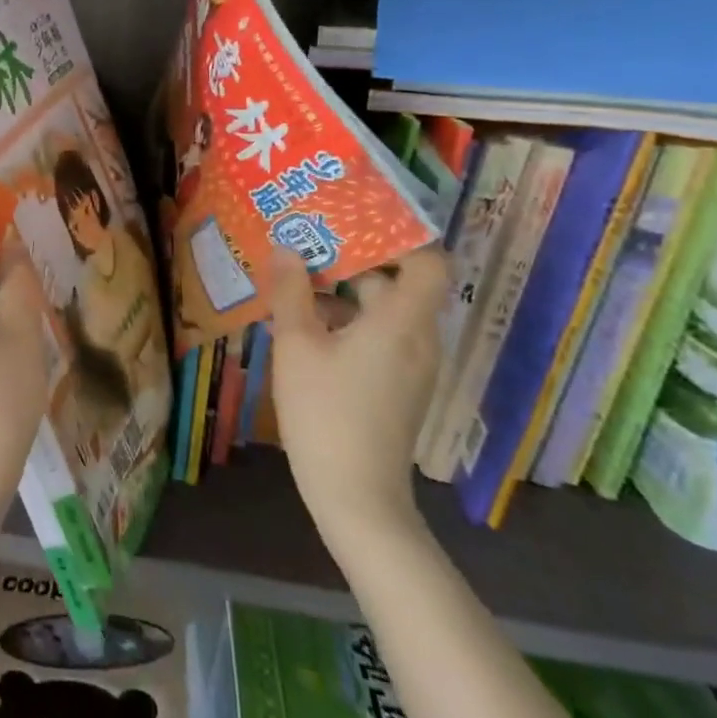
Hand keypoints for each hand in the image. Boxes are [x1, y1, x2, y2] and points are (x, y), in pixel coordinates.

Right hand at [268, 246, 450, 549]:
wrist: (356, 496)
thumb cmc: (325, 412)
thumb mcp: (297, 346)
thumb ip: (291, 292)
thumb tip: (287, 248)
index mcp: (402, 322)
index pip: (429, 263)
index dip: (402, 237)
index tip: (357, 221)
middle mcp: (418, 339)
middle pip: (398, 284)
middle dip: (352, 262)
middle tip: (306, 244)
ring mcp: (412, 366)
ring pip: (384, 312)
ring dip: (342, 295)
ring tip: (294, 284)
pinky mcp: (399, 387)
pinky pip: (380, 338)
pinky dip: (348, 325)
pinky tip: (302, 330)